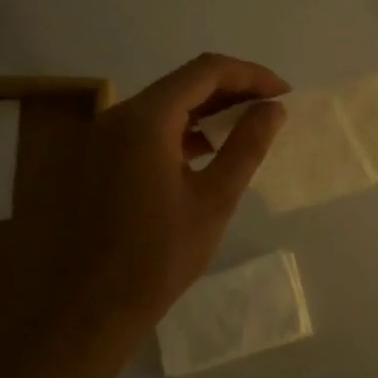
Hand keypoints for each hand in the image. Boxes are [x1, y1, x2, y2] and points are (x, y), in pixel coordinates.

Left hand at [64, 54, 287, 331]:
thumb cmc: (159, 255)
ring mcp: (107, 136)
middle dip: (233, 89)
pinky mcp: (103, 157)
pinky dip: (185, 129)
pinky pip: (151, 127)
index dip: (250, 75)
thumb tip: (273, 109)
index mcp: (146, 119)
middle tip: (272, 108)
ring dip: (210, 109)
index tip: (284, 94)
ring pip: (168, 104)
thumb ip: (247, 146)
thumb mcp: (215, 199)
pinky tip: (212, 148)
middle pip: (185, 82)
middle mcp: (120, 115)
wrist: (93, 306)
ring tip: (250, 125)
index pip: (206, 71)